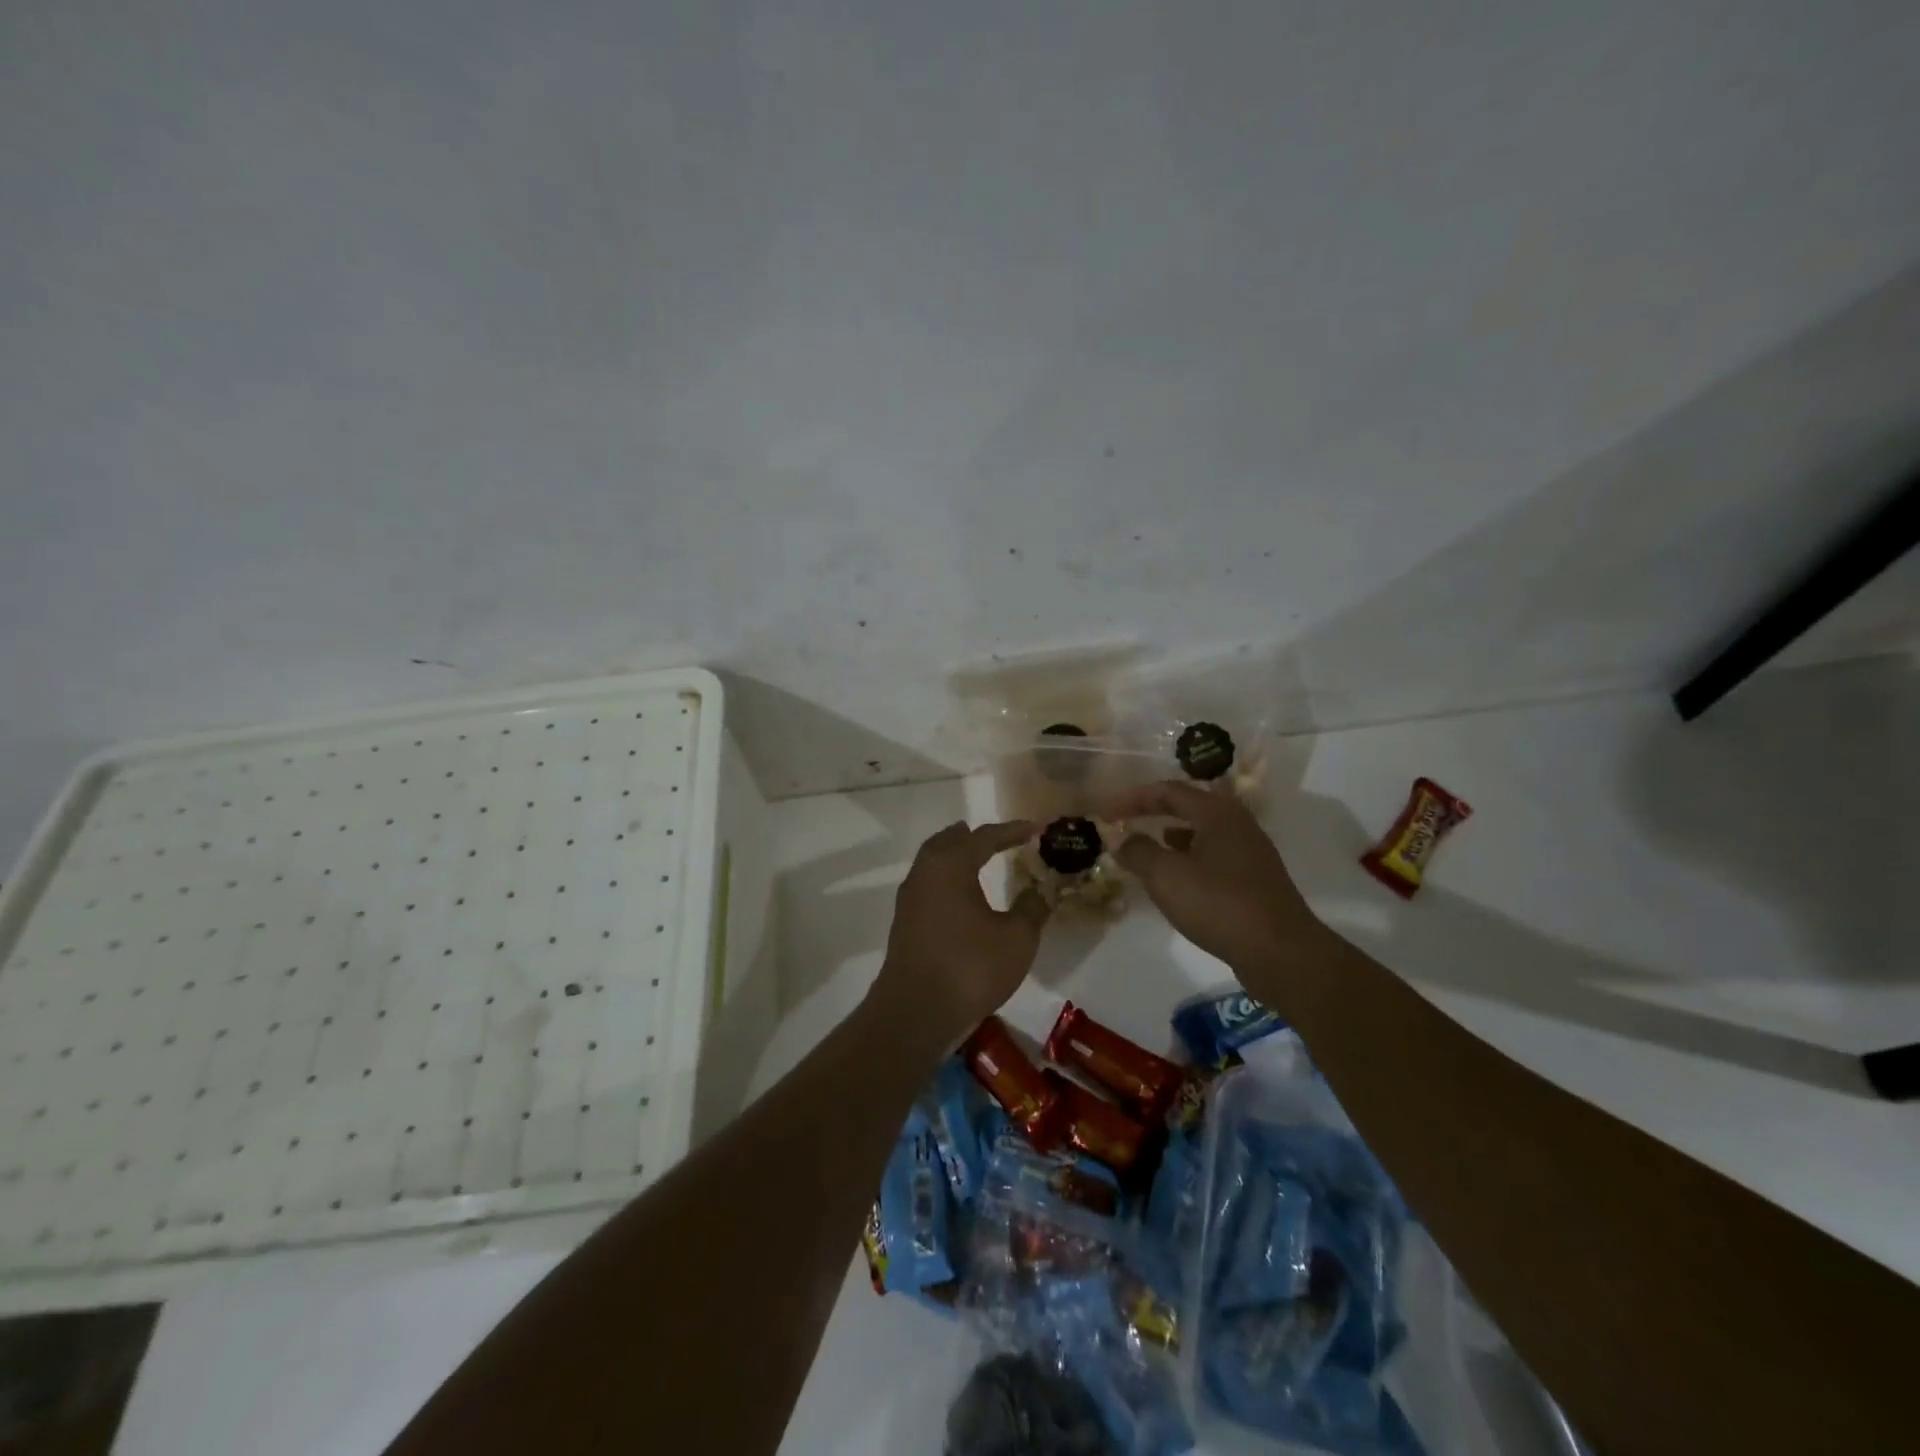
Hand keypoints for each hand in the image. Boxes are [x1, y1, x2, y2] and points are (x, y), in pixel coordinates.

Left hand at [868, 820, 1050, 1051]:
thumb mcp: (1016, 939)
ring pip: (933, 863)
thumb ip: (1031, 909)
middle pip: (949, 842)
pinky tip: (960, 897)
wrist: (915, 1012)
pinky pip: (928, 885)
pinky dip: (947, 880)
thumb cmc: (970, 968)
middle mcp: (925, 872)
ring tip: (978, 859)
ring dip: (956, 857)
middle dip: (974, 837)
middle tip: (998, 838)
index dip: (1011, 831)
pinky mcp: (904, 923)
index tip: (1034, 828)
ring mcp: (909, 898)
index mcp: (951, 865)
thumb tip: (1039, 891)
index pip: (984, 836)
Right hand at [1106, 781, 1323, 976]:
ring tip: (1148, 845)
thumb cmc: (1219, 905)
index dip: (1133, 798)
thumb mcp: (1166, 876)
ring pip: (1203, 831)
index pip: (1169, 791)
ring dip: (1173, 834)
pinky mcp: (1255, 880)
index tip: (1106, 812)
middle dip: (1155, 811)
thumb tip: (1121, 839)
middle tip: (1127, 820)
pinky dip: (1189, 857)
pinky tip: (1178, 877)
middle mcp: (1238, 824)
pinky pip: (1214, 856)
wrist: (1280, 953)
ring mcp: (1250, 852)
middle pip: (1190, 806)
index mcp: (1217, 813)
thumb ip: (1138, 851)